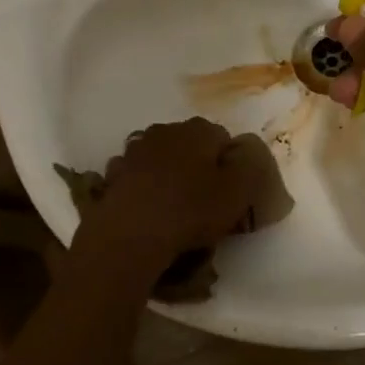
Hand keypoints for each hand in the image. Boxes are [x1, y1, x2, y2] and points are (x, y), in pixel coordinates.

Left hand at [76, 119, 256, 277]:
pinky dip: (144, 186)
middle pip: (190, 145)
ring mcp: (135, 150)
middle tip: (204, 200)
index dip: (229, 165)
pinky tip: (148, 209)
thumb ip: (250, 166)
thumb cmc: (190, 210)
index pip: (223, 139)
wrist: (130, 235)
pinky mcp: (114, 173)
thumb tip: (245, 154)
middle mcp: (165, 130)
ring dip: (169, 173)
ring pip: (162, 157)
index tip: (230, 192)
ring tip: (174, 206)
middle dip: (198, 165)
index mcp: (198, 130)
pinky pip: (137, 176)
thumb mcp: (238, 191)